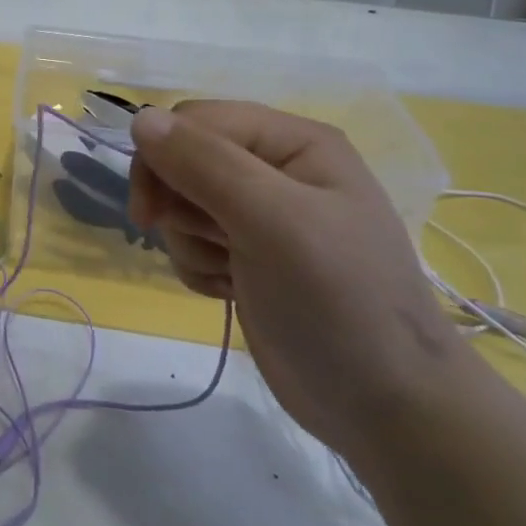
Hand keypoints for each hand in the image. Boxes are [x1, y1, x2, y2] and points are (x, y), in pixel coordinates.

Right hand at [128, 100, 479, 461]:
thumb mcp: (273, 221)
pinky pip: (191, 242)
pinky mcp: (247, 256)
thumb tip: (141, 118)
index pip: (195, 121)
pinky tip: (230, 291)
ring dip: (190, 242)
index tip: (150, 213)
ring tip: (231, 273)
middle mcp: (275, 169)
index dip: (163, 157)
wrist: (384, 406)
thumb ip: (205, 164)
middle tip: (201, 242)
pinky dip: (199, 267)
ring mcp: (261, 215)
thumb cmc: (337, 300)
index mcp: (293, 142)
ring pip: (180, 203)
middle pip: (182, 159)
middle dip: (178, 204)